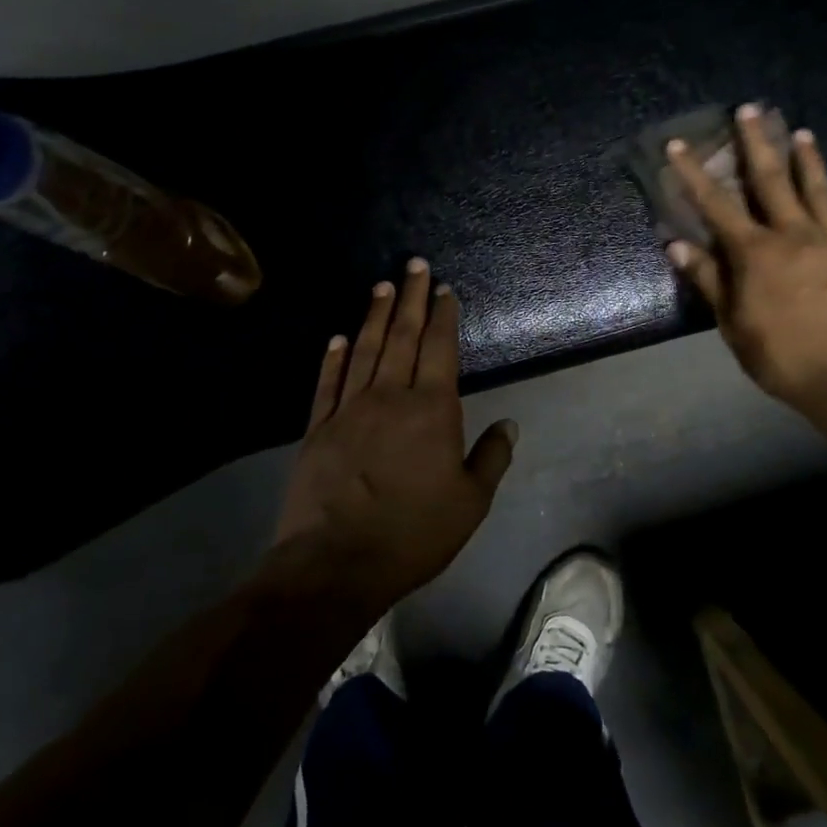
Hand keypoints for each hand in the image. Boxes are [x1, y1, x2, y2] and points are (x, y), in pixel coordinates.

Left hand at [276, 259, 518, 609]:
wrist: (336, 562)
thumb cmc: (413, 533)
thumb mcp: (470, 503)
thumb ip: (491, 458)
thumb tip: (509, 423)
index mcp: (432, 410)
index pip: (440, 349)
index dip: (443, 316)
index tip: (444, 289)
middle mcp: (390, 396)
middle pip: (402, 336)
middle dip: (410, 298)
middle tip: (414, 264)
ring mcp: (348, 409)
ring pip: (364, 350)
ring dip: (374, 315)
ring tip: (381, 286)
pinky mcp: (317, 428)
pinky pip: (326, 383)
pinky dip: (333, 357)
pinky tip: (337, 337)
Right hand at [666, 104, 826, 423]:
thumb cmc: (780, 355)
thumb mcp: (732, 322)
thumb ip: (708, 278)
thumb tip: (677, 244)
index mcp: (754, 252)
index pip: (716, 204)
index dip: (693, 173)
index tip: (679, 145)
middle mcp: (792, 234)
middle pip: (770, 179)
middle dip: (755, 142)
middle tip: (749, 109)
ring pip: (813, 187)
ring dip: (803, 156)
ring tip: (799, 130)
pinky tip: (825, 184)